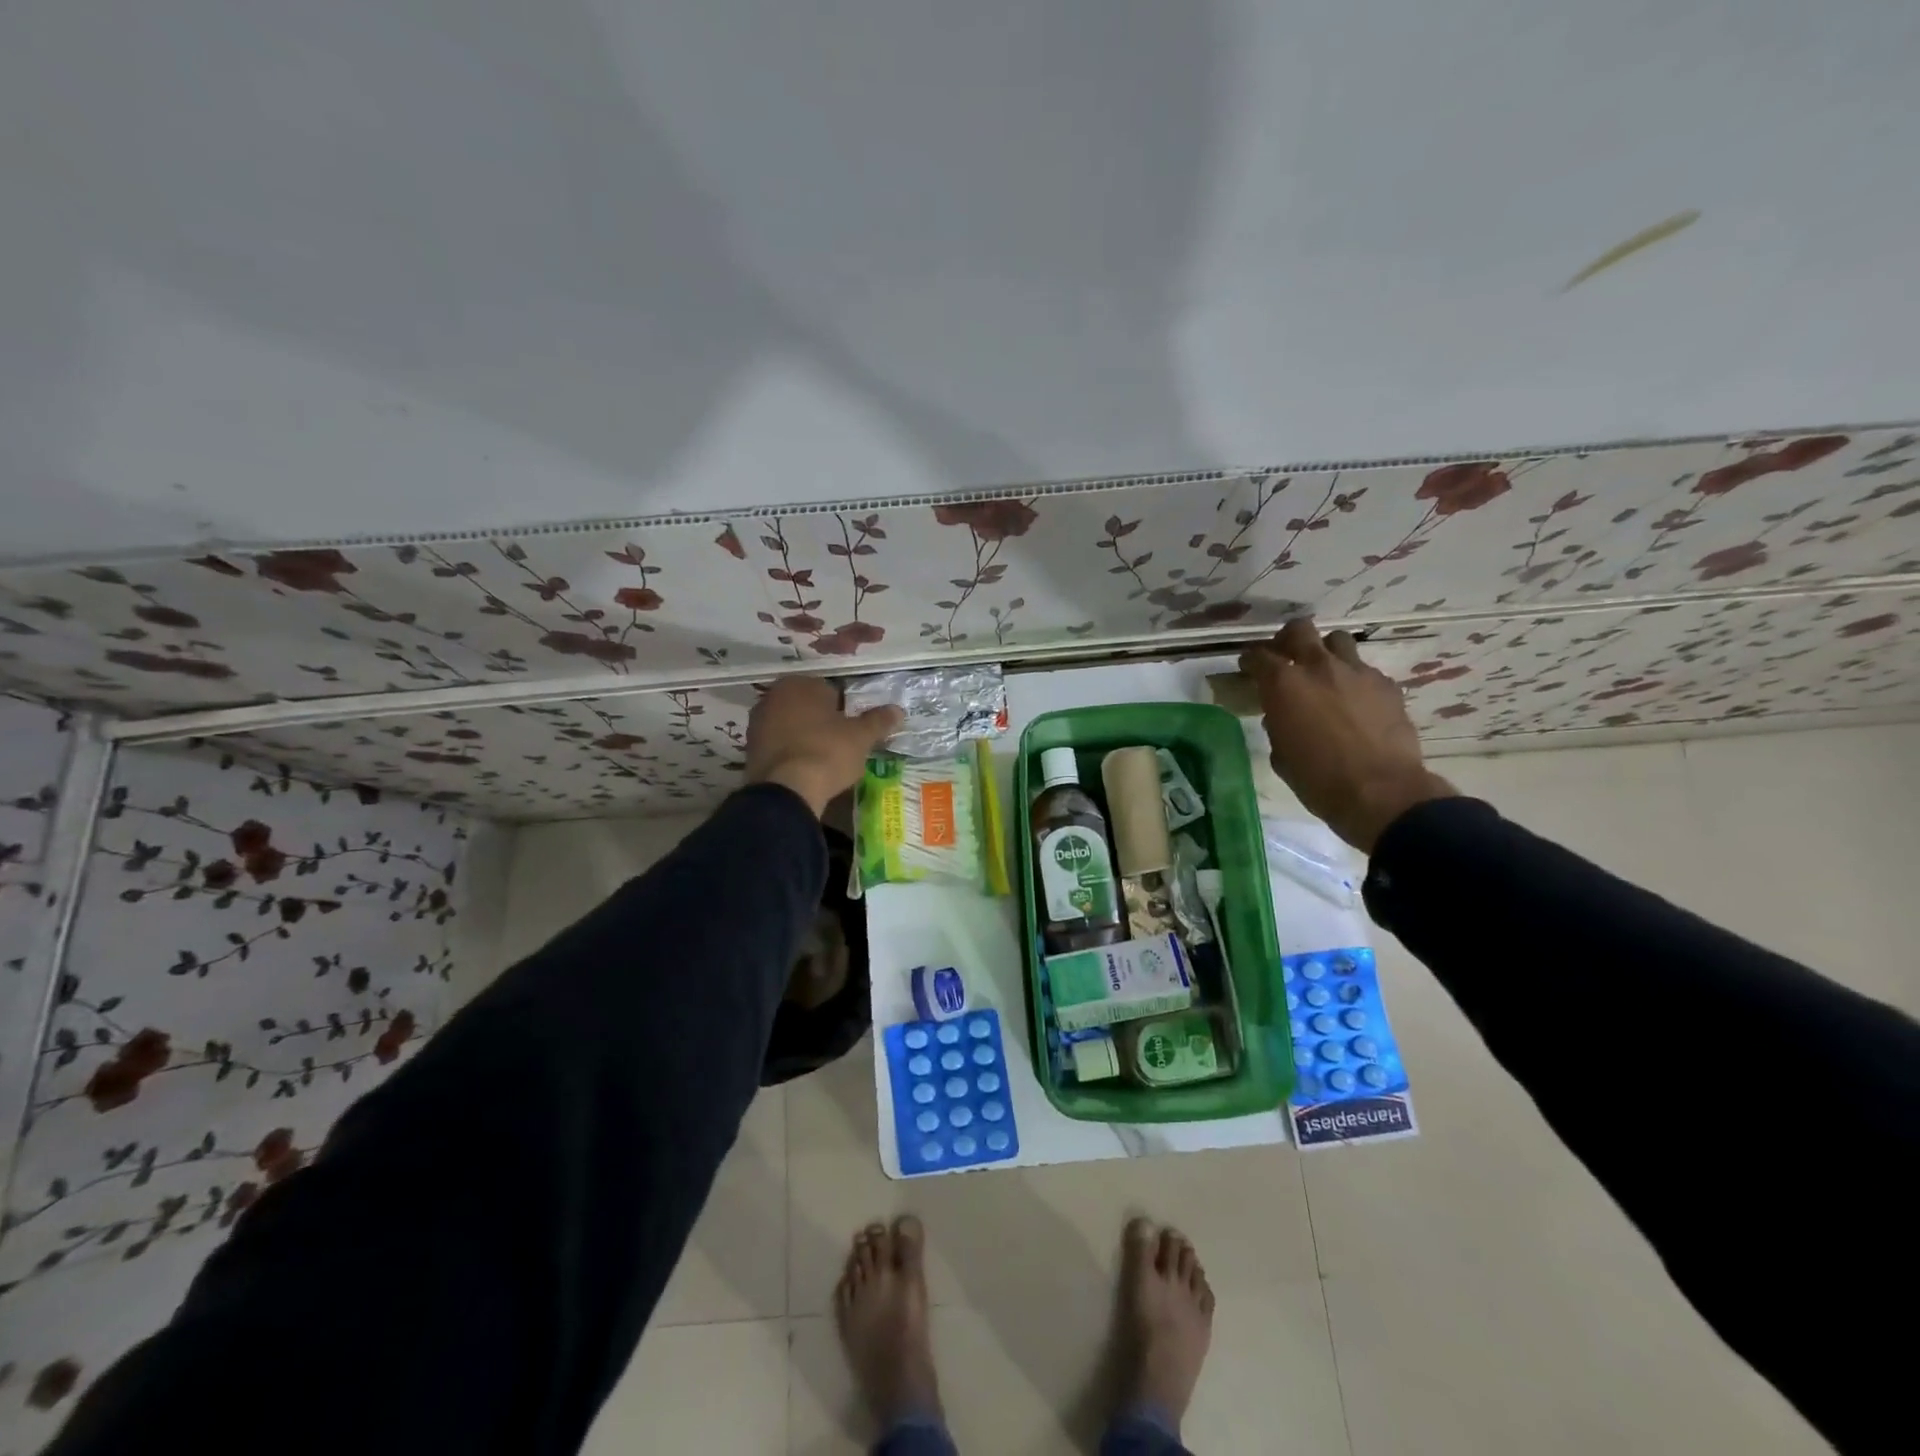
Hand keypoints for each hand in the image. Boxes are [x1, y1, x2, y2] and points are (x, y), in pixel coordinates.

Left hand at [745, 678, 903, 817]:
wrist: (787, 790)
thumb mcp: (861, 737)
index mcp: (800, 684)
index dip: (843, 709)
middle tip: (840, 744)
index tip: (852, 729)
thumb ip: (878, 721)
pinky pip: (778, 745)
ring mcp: (757, 723)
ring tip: (822, 759)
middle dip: (821, 721)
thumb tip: (898, 710)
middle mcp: (773, 696)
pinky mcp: (749, 749)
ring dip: (804, 736)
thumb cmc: (828, 752)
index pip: (829, 690)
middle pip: (806, 706)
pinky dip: (790, 753)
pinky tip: (804, 769)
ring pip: (790, 725)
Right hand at [1238, 618, 1454, 852]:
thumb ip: (1277, 724)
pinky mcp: (1386, 685)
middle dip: (1287, 639)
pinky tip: (1355, 702)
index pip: (1258, 656)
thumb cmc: (1317, 779)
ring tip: (1324, 673)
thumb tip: (1281, 716)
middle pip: (1299, 630)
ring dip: (1326, 652)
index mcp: (1283, 684)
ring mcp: (1357, 672)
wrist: (1381, 792)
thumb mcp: (1281, 754)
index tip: (1248, 669)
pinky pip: (1364, 670)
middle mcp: (1318, 667)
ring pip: (1337, 641)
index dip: (1250, 661)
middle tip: (1285, 656)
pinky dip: (1354, 680)